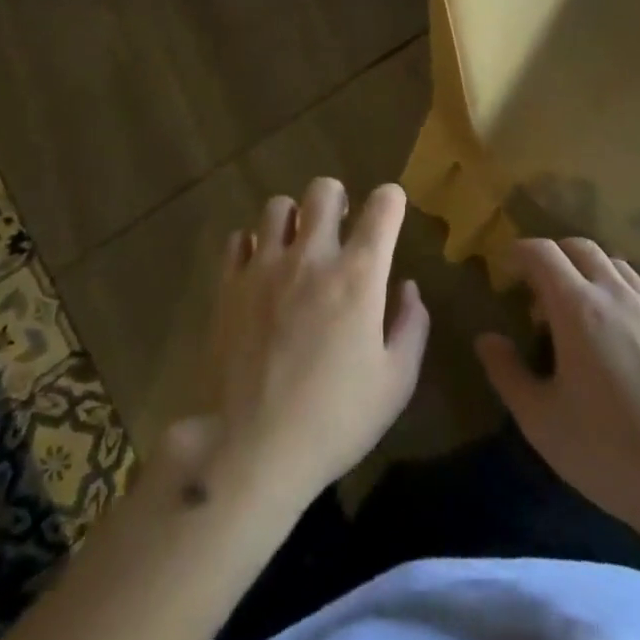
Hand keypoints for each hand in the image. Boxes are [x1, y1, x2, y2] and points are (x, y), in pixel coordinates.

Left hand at [180, 178, 429, 514]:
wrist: (249, 450)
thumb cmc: (334, 420)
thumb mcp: (395, 384)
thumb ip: (411, 326)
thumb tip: (408, 287)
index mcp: (358, 275)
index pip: (382, 206)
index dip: (391, 200)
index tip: (391, 211)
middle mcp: (311, 256)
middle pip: (324, 190)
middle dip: (338, 200)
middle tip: (339, 229)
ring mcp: (264, 266)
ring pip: (277, 206)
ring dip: (293, 219)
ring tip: (296, 247)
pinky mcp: (229, 284)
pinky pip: (238, 239)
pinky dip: (252, 245)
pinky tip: (260, 270)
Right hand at [475, 237, 639, 539]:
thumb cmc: (611, 452)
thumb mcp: (541, 422)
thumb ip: (507, 373)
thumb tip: (487, 339)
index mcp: (578, 307)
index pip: (542, 252)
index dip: (519, 252)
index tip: (506, 270)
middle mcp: (616, 295)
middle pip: (580, 246)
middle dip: (554, 256)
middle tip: (539, 292)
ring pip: (616, 265)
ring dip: (590, 273)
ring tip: (580, 312)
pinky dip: (620, 300)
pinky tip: (621, 345)